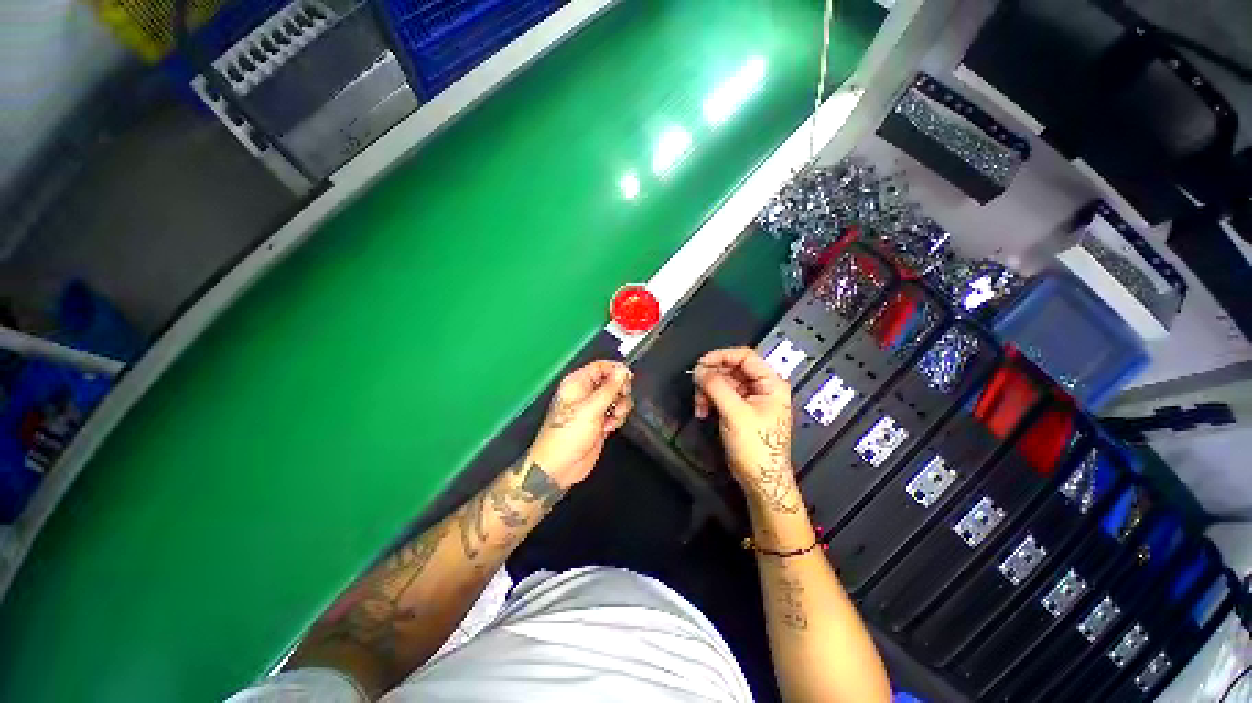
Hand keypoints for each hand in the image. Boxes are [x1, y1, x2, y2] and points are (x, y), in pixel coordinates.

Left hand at [528, 360, 633, 488]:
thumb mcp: (591, 408)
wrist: (560, 466)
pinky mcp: (600, 422)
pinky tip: (609, 428)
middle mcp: (586, 392)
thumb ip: (610, 388)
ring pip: (617, 398)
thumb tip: (623, 370)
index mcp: (578, 383)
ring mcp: (594, 408)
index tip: (628, 379)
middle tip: (618, 402)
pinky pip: (616, 412)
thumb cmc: (569, 433)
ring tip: (612, 419)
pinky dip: (617, 419)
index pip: (601, 366)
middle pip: (612, 381)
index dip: (616, 370)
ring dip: (620, 407)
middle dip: (620, 392)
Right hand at [692, 347, 801, 514]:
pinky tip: (702, 411)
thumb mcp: (735, 414)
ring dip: (708, 391)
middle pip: (731, 369)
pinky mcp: (740, 409)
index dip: (721, 356)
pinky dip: (710, 400)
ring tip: (699, 406)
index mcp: (770, 383)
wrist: (761, 480)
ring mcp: (750, 398)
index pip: (744, 356)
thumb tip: (699, 370)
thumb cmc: (756, 446)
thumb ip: (717, 387)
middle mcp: (762, 386)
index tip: (700, 364)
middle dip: (711, 378)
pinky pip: (721, 395)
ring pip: (723, 382)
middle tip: (695, 386)